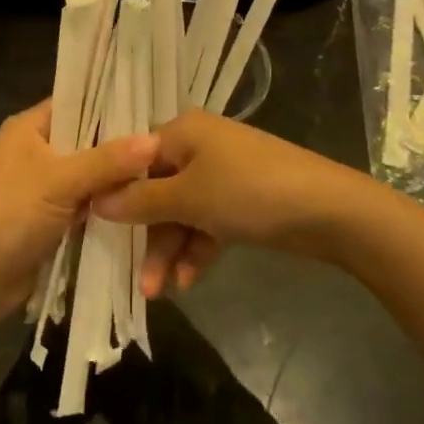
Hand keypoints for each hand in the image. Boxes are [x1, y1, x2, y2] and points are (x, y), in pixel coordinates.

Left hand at [0, 101, 158, 321]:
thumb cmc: (8, 216)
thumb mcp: (59, 181)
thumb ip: (107, 160)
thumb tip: (157, 139)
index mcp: (29, 127)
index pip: (78, 101)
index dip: (113, 102)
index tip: (155, 107)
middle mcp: (36, 150)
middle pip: (88, 139)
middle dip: (122, 146)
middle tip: (169, 146)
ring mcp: (43, 186)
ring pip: (90, 175)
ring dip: (117, 180)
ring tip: (166, 174)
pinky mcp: (50, 218)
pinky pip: (86, 203)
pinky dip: (107, 206)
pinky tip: (144, 205)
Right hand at [98, 112, 380, 291]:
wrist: (327, 209)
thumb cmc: (248, 192)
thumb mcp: (189, 197)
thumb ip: (140, 201)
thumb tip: (95, 199)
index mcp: (183, 131)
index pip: (135, 159)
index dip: (117, 194)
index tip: (96, 229)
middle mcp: (199, 146)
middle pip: (158, 190)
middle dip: (149, 236)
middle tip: (141, 282)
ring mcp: (223, 173)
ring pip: (182, 211)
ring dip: (171, 249)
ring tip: (163, 292)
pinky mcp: (242, 199)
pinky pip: (207, 221)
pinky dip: (197, 248)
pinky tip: (190, 280)